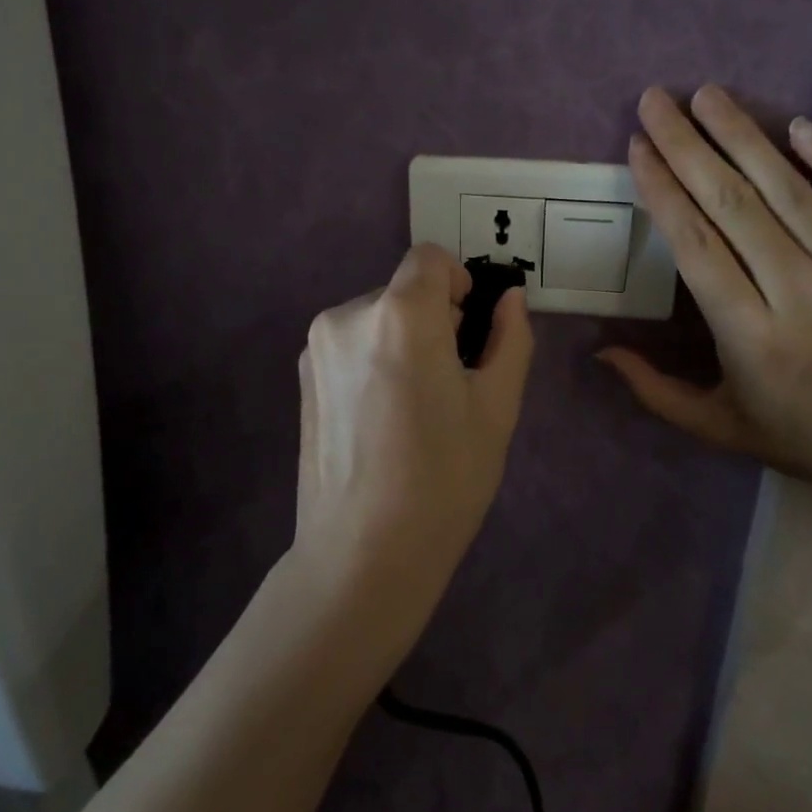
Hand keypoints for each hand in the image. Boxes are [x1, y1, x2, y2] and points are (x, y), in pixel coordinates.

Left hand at [291, 244, 534, 640]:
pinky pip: (350, 344)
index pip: (429, 258)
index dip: (457, 283)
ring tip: (412, 408)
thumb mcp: (497, 407)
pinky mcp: (301, 376)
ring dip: (401, 340)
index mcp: (401, 315)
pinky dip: (372, 360)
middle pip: (403, 291)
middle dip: (432, 319)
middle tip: (449, 383)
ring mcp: (317, 346)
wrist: (363, 553)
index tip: (468, 330)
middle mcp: (349, 315)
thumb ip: (510, 338)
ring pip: (377, 318)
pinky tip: (380, 419)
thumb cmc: (444, 479)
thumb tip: (509, 297)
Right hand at [599, 86, 811, 498]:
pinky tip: (799, 125)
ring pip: (790, 192)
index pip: (695, 246)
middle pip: (733, 205)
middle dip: (687, 146)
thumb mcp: (723, 428)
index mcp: (751, 336)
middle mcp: (800, 295)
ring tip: (708, 94)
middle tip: (656, 99)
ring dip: (744, 137)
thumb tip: (601, 350)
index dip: (662, 190)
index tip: (637, 146)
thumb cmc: (810, 439)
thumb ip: (656, 391)